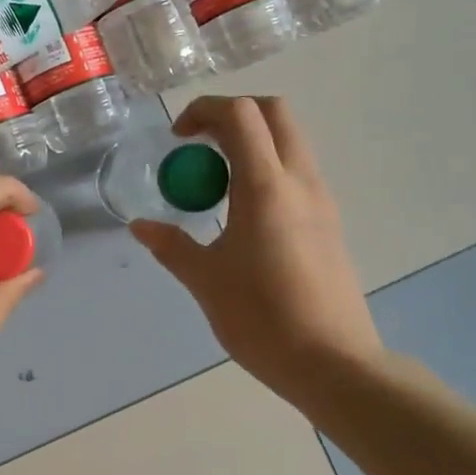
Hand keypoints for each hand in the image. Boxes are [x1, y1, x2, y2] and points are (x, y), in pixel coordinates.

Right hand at [129, 96, 384, 400]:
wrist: (334, 364)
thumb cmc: (263, 319)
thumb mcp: (206, 281)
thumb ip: (172, 246)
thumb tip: (141, 226)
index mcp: (266, 188)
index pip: (241, 115)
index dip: (204, 110)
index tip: (179, 138)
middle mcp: (300, 182)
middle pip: (274, 113)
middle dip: (232, 114)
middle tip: (200, 144)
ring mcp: (322, 200)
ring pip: (290, 140)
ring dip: (252, 141)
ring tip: (217, 180)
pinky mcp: (330, 222)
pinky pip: (297, 171)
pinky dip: (268, 167)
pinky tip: (243, 211)